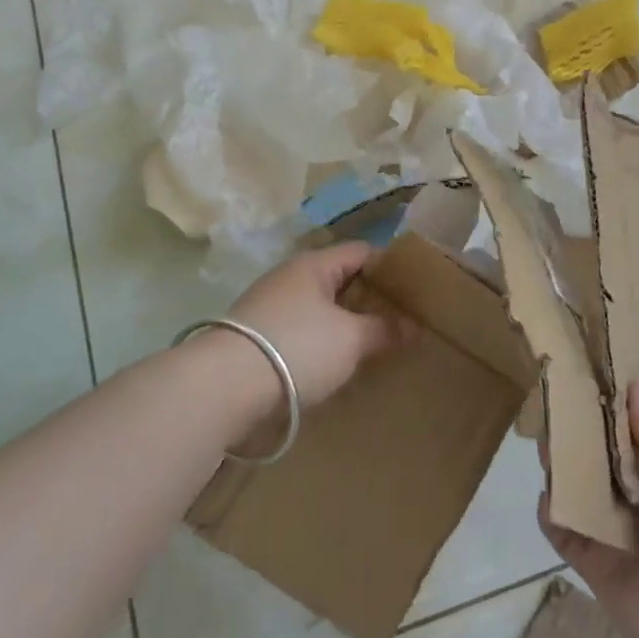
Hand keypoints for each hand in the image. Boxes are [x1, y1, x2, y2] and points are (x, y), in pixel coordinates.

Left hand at [224, 240, 401, 412]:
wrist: (224, 386)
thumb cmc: (297, 348)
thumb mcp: (351, 339)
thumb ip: (385, 330)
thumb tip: (414, 326)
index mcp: (314, 264)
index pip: (361, 251)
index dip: (390, 267)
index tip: (414, 290)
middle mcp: (289, 277)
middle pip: (339, 279)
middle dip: (369, 298)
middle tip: (399, 320)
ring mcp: (269, 306)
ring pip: (319, 307)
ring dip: (344, 322)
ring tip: (373, 344)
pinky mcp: (255, 336)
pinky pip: (300, 330)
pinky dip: (321, 341)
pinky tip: (335, 362)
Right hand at [539, 378, 638, 637]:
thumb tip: (636, 383)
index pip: (633, 434)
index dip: (610, 410)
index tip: (582, 378)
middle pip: (601, 459)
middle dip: (579, 436)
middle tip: (555, 409)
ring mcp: (618, 534)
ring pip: (580, 491)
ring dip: (562, 468)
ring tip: (546, 445)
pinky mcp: (597, 568)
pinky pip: (566, 533)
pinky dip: (552, 513)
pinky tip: (549, 496)